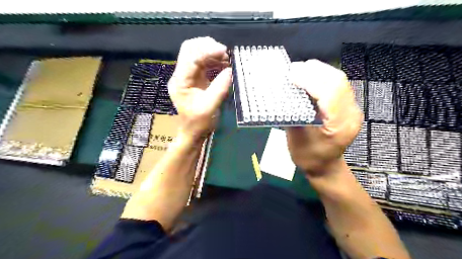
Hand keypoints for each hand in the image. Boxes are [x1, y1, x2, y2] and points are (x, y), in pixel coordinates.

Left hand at [169, 37, 232, 142]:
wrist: (192, 132)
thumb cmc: (199, 123)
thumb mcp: (210, 107)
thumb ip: (220, 88)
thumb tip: (230, 70)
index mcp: (181, 82)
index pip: (191, 57)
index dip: (208, 51)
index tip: (225, 52)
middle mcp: (180, 75)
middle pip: (189, 49)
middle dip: (208, 46)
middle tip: (225, 54)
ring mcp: (186, 76)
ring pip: (195, 53)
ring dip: (211, 52)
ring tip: (226, 59)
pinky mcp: (193, 78)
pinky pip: (201, 62)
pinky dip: (212, 59)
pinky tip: (223, 65)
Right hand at [286, 59, 364, 175]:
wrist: (325, 167)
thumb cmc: (308, 157)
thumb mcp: (296, 139)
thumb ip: (293, 114)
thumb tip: (285, 91)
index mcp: (338, 126)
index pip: (329, 93)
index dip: (310, 80)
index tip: (291, 74)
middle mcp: (351, 115)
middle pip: (337, 81)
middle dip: (314, 70)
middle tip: (293, 68)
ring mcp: (353, 109)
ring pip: (339, 80)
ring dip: (318, 71)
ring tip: (299, 70)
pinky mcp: (348, 107)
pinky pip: (337, 85)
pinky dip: (322, 77)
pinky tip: (309, 77)